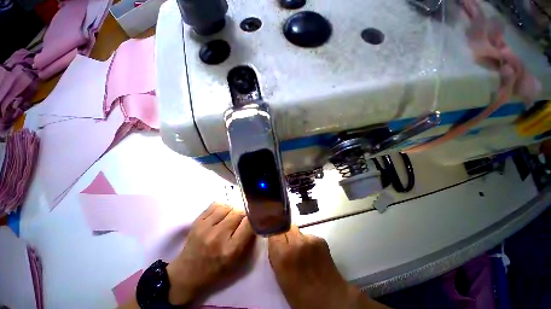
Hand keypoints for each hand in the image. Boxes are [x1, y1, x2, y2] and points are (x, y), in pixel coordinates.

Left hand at [166, 202, 255, 304]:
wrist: (190, 271)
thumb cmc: (216, 271)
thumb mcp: (236, 263)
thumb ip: (246, 243)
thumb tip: (252, 223)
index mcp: (232, 249)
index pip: (249, 225)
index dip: (255, 220)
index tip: (256, 220)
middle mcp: (219, 235)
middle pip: (237, 213)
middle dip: (244, 214)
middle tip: (244, 220)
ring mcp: (206, 227)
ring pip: (226, 207)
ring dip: (232, 210)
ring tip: (232, 217)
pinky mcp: (197, 222)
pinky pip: (213, 206)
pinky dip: (221, 208)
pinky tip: (222, 213)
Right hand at [268, 225, 387, 308]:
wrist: (326, 295)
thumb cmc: (298, 292)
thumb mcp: (279, 274)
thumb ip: (276, 255)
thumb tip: (275, 243)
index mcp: (283, 253)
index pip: (273, 231)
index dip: (273, 235)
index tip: (272, 240)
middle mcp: (298, 242)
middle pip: (286, 228)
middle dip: (283, 235)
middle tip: (284, 247)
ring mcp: (312, 240)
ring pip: (298, 232)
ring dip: (295, 239)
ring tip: (299, 253)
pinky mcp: (323, 241)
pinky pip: (309, 237)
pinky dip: (306, 243)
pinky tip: (310, 256)